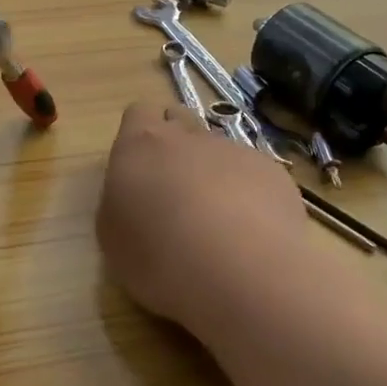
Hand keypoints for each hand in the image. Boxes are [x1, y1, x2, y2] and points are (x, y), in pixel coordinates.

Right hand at [97, 103, 308, 335]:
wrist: (242, 273)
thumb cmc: (159, 257)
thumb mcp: (113, 237)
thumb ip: (119, 202)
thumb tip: (132, 194)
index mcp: (141, 144)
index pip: (138, 112)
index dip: (139, 134)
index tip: (139, 167)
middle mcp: (188, 137)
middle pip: (180, 120)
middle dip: (176, 146)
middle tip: (172, 192)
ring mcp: (235, 150)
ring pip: (218, 150)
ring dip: (213, 173)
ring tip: (215, 222)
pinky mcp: (273, 173)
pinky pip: (254, 174)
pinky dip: (248, 194)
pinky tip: (249, 233)